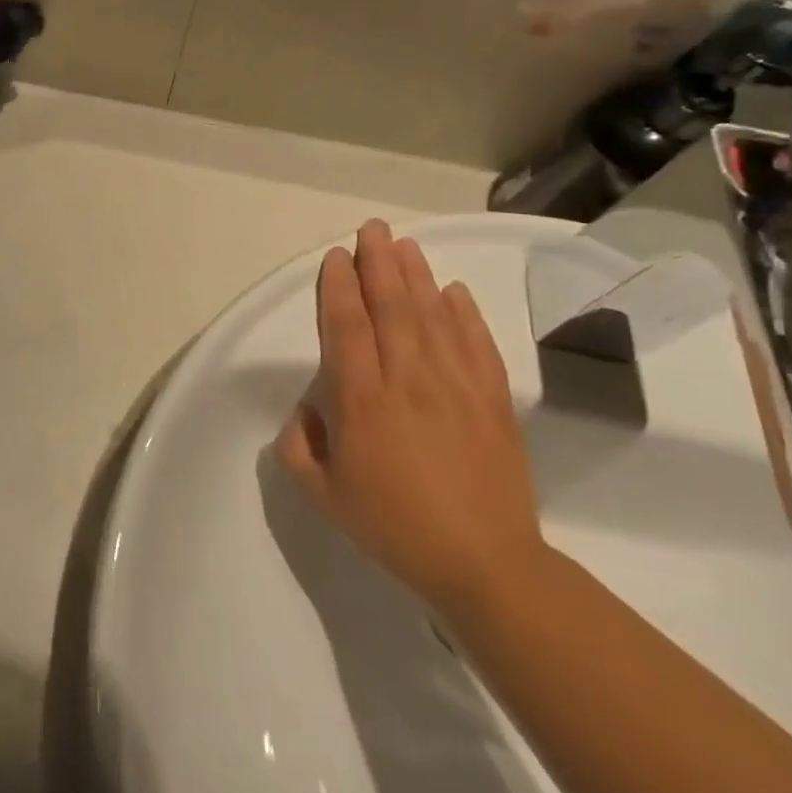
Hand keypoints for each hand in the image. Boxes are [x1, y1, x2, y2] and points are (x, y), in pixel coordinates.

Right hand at [278, 219, 548, 615]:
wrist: (485, 563)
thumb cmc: (394, 526)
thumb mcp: (323, 496)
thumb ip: (299, 446)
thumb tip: (307, 412)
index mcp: (362, 401)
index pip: (346, 327)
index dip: (339, 287)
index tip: (336, 256)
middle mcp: (407, 380)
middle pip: (392, 308)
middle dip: (378, 263)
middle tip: (372, 228)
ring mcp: (456, 387)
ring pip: (433, 316)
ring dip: (417, 276)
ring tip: (405, 244)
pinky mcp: (492, 400)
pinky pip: (477, 344)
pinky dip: (465, 313)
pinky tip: (454, 290)